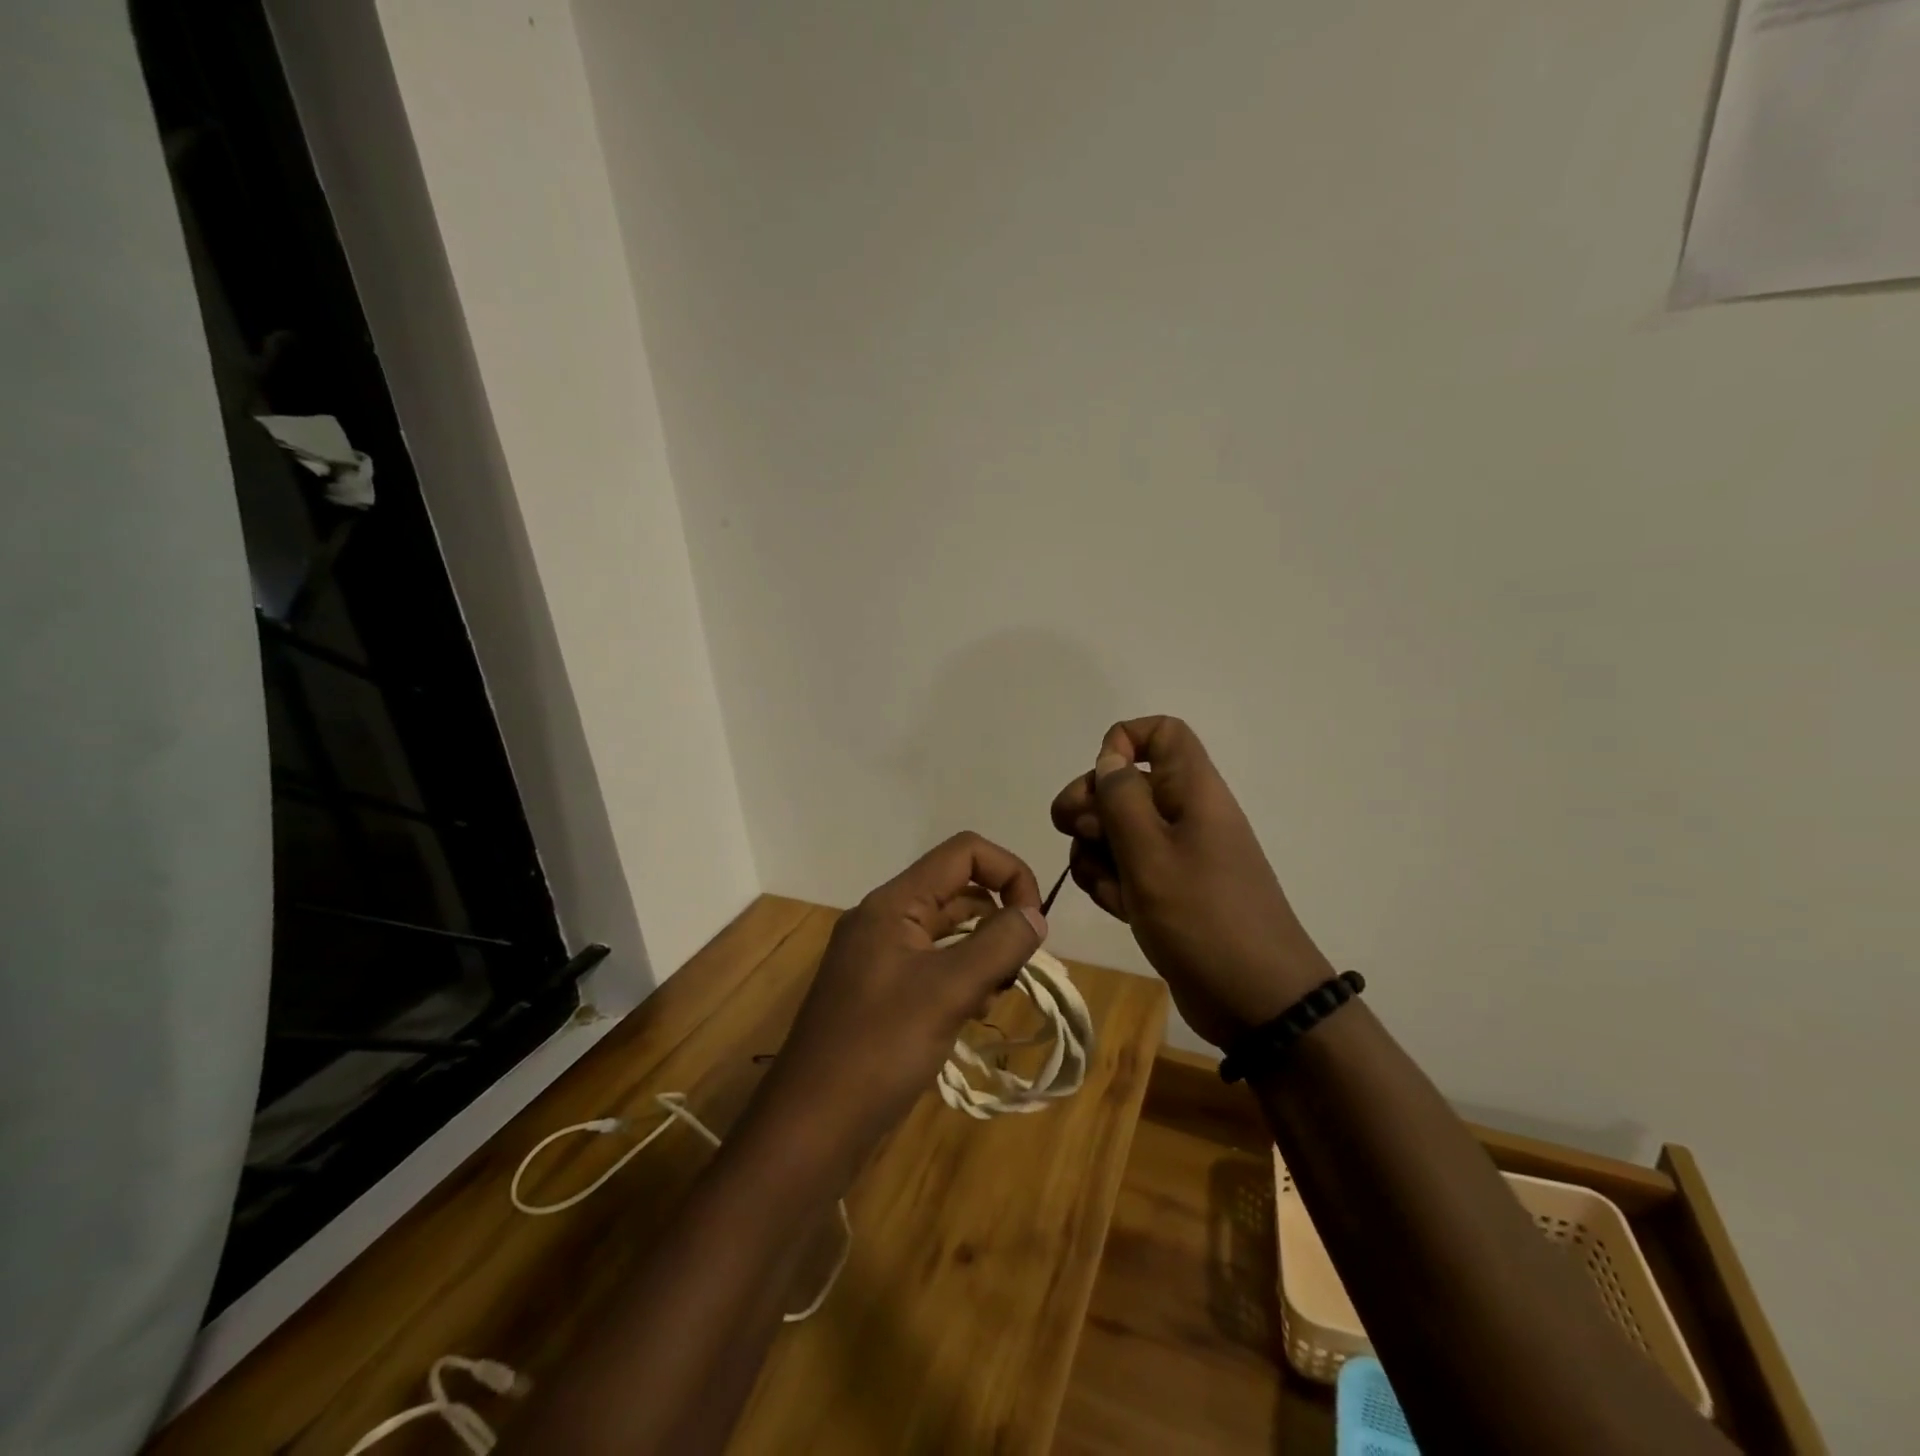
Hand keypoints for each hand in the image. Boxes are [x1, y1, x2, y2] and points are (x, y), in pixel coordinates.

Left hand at [753, 833, 1047, 1173]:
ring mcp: (878, 956)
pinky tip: (972, 1012)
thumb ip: (998, 944)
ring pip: (947, 931)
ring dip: (983, 951)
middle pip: (957, 890)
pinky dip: (961, 977)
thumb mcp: (949, 991)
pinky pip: (932, 965)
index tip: (1034, 924)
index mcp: (894, 903)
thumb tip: (1035, 914)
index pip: (964, 852)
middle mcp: (884, 919)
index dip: (1009, 873)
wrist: (810, 1128)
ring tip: (996, 994)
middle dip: (998, 918)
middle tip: (1018, 969)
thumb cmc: (879, 1049)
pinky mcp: (879, 992)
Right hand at [1050, 716, 1333, 1048]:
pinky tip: (1118, 908)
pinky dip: (1113, 884)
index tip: (1100, 781)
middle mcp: (1185, 815)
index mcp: (1193, 791)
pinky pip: (1127, 871)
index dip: (1124, 742)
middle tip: (1074, 834)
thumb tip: (1108, 758)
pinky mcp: (1169, 892)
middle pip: (1126, 785)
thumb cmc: (1204, 918)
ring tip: (1105, 885)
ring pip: (1118, 831)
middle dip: (1091, 806)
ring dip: (1096, 852)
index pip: (1162, 733)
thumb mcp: (1151, 854)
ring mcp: (1177, 856)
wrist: (1257, 1001)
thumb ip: (1121, 800)